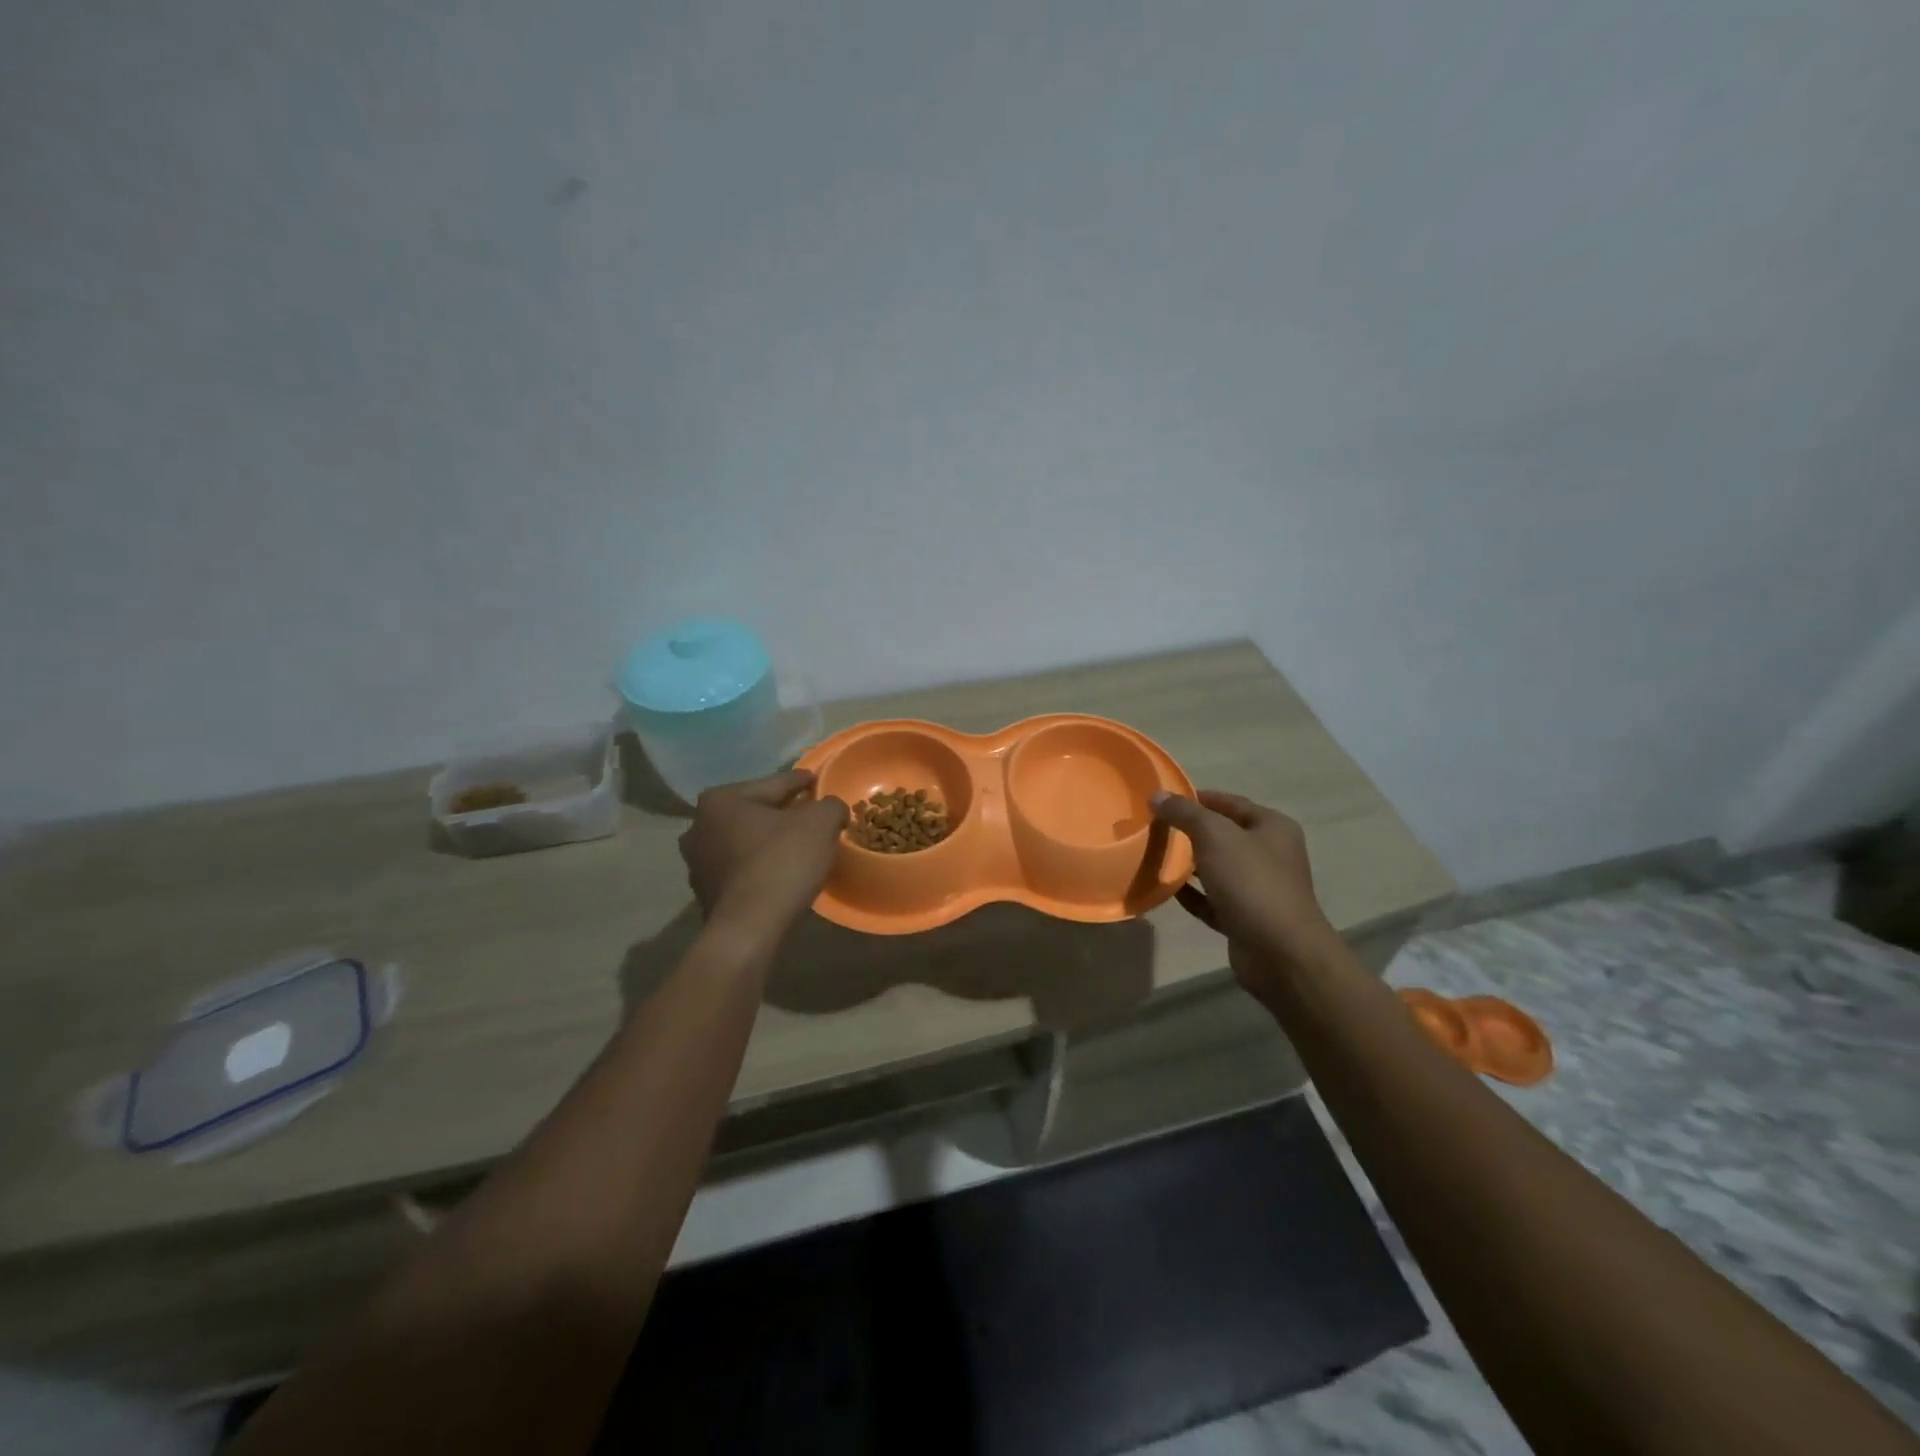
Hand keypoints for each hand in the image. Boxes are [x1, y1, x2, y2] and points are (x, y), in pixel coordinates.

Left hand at [678, 770, 848, 938]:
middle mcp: (699, 826)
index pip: (773, 784)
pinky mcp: (705, 893)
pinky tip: (780, 873)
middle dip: (782, 813)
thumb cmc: (781, 862)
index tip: (816, 780)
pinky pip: (741, 869)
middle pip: (754, 812)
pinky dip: (759, 866)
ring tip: (797, 846)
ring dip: (768, 841)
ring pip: (745, 842)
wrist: (750, 928)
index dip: (800, 782)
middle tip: (810, 815)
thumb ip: (829, 806)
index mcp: (721, 800)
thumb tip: (831, 808)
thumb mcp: (820, 823)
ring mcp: (697, 863)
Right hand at [1149, 789, 1337, 1001]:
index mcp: (1272, 828)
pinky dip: (1191, 893)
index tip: (1164, 799)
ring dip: (1189, 863)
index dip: (1198, 798)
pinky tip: (1166, 888)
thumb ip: (1185, 813)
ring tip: (1155, 854)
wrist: (1280, 953)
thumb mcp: (1215, 836)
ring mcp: (1258, 889)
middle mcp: (1270, 855)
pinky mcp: (1244, 918)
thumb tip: (1157, 795)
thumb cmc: (1251, 882)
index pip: (1231, 802)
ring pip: (1217, 868)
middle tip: (1154, 827)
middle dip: (1190, 830)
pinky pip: (1211, 899)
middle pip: (1224, 835)